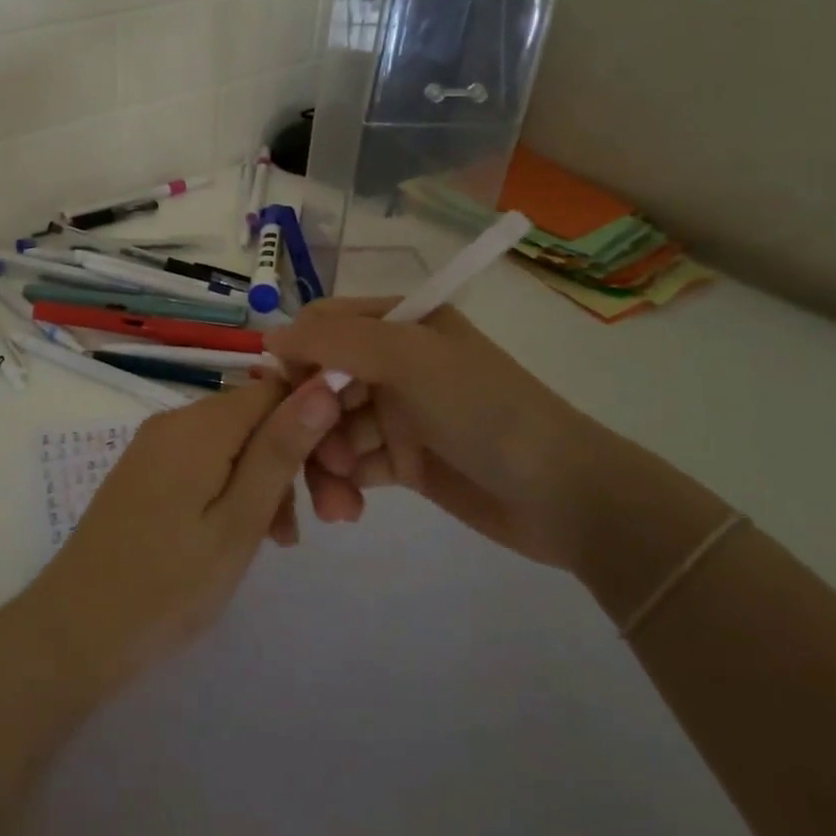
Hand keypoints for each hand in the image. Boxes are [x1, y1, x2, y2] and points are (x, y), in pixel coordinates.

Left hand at [21, 376, 342, 699]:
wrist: (77, 629)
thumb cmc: (170, 582)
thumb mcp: (240, 519)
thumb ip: (281, 448)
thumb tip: (326, 380)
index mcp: (200, 423)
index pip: (276, 390)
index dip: (316, 423)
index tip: (342, 475)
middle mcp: (176, 421)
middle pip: (255, 419)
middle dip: (298, 460)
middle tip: (334, 519)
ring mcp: (157, 447)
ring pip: (234, 445)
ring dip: (270, 482)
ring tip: (288, 542)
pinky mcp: (148, 474)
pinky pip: (207, 464)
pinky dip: (237, 490)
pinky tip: (252, 535)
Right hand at [265, 298, 621, 570]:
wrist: (565, 497)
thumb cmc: (484, 410)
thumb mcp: (411, 360)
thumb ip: (337, 340)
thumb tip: (270, 340)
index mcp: (400, 324)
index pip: (323, 327)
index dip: (297, 358)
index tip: (282, 399)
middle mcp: (394, 363)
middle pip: (321, 382)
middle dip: (310, 423)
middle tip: (317, 460)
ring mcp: (399, 413)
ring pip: (332, 430)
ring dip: (325, 464)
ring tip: (337, 502)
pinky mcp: (404, 460)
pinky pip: (353, 466)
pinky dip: (344, 486)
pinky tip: (349, 511)